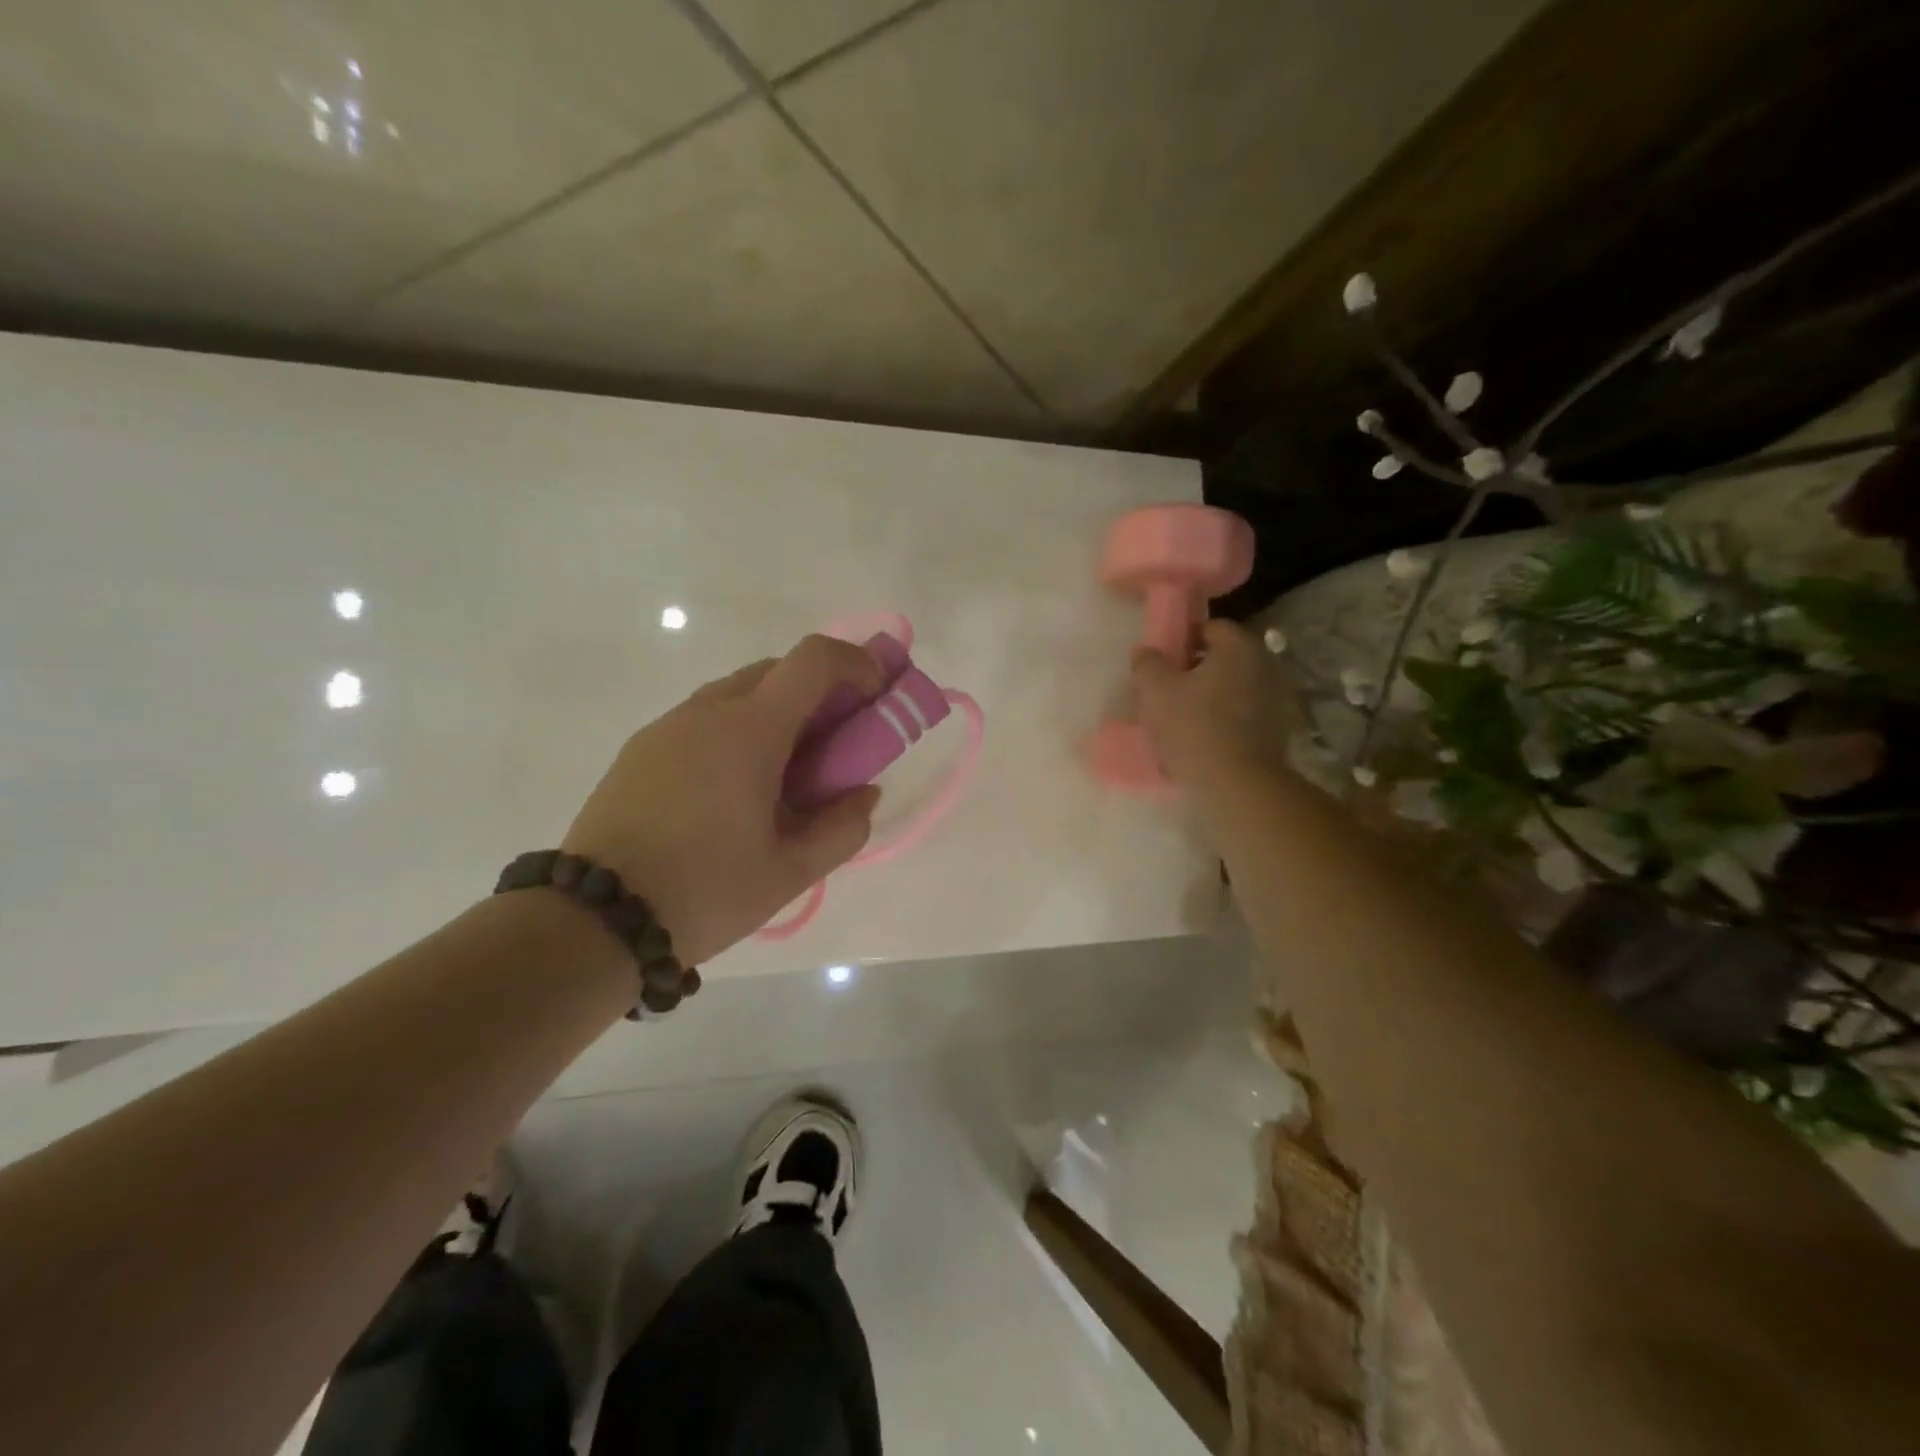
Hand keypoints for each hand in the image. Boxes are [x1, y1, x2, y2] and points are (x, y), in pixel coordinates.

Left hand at [561, 635, 884, 964]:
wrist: (593, 921)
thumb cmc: (704, 891)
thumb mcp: (790, 871)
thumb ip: (843, 827)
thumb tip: (864, 793)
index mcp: (749, 730)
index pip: (812, 660)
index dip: (855, 664)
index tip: (875, 695)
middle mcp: (706, 711)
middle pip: (776, 670)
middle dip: (819, 692)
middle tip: (837, 742)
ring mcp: (667, 727)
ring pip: (737, 692)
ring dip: (777, 712)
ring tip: (787, 771)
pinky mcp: (640, 750)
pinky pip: (704, 719)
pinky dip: (738, 730)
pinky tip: (736, 787)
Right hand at [1131, 620, 1295, 792]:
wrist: (1238, 785)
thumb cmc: (1194, 727)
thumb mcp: (1156, 691)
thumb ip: (1148, 663)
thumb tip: (1147, 652)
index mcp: (1239, 647)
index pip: (1209, 627)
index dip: (1182, 640)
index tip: (1162, 663)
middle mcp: (1265, 665)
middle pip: (1222, 658)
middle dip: (1194, 671)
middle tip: (1166, 692)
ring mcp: (1275, 699)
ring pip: (1231, 688)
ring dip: (1208, 697)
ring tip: (1180, 720)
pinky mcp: (1277, 730)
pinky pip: (1241, 715)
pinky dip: (1222, 720)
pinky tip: (1201, 741)